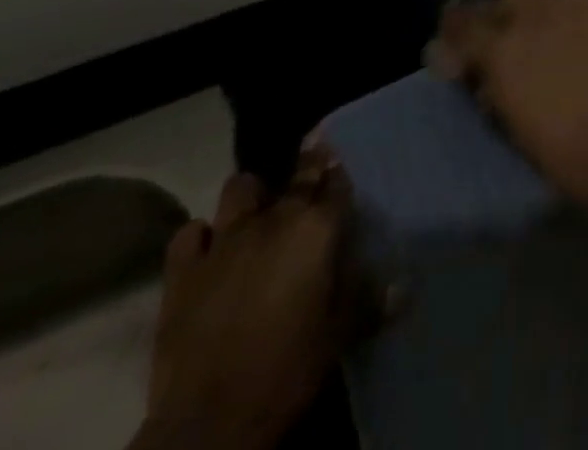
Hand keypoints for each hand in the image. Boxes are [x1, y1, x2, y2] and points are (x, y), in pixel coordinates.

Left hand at [135, 142, 380, 449]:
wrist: (211, 423)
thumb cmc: (289, 369)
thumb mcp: (341, 335)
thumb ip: (370, 300)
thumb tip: (403, 285)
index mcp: (317, 228)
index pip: (336, 181)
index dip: (340, 171)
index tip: (341, 164)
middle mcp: (274, 219)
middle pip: (297, 176)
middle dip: (308, 169)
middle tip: (312, 172)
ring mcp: (225, 240)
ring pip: (240, 188)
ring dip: (251, 197)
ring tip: (257, 214)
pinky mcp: (183, 270)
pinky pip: (191, 232)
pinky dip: (201, 236)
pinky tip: (208, 250)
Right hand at [432, 0, 587, 209]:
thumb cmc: (562, 152)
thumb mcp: (512, 122)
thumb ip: (494, 82)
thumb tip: (484, 68)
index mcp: (502, 47)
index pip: (462, 15)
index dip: (458, 21)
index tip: (464, 32)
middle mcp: (537, 13)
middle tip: (524, 10)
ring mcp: (582, 3)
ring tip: (571, 16)